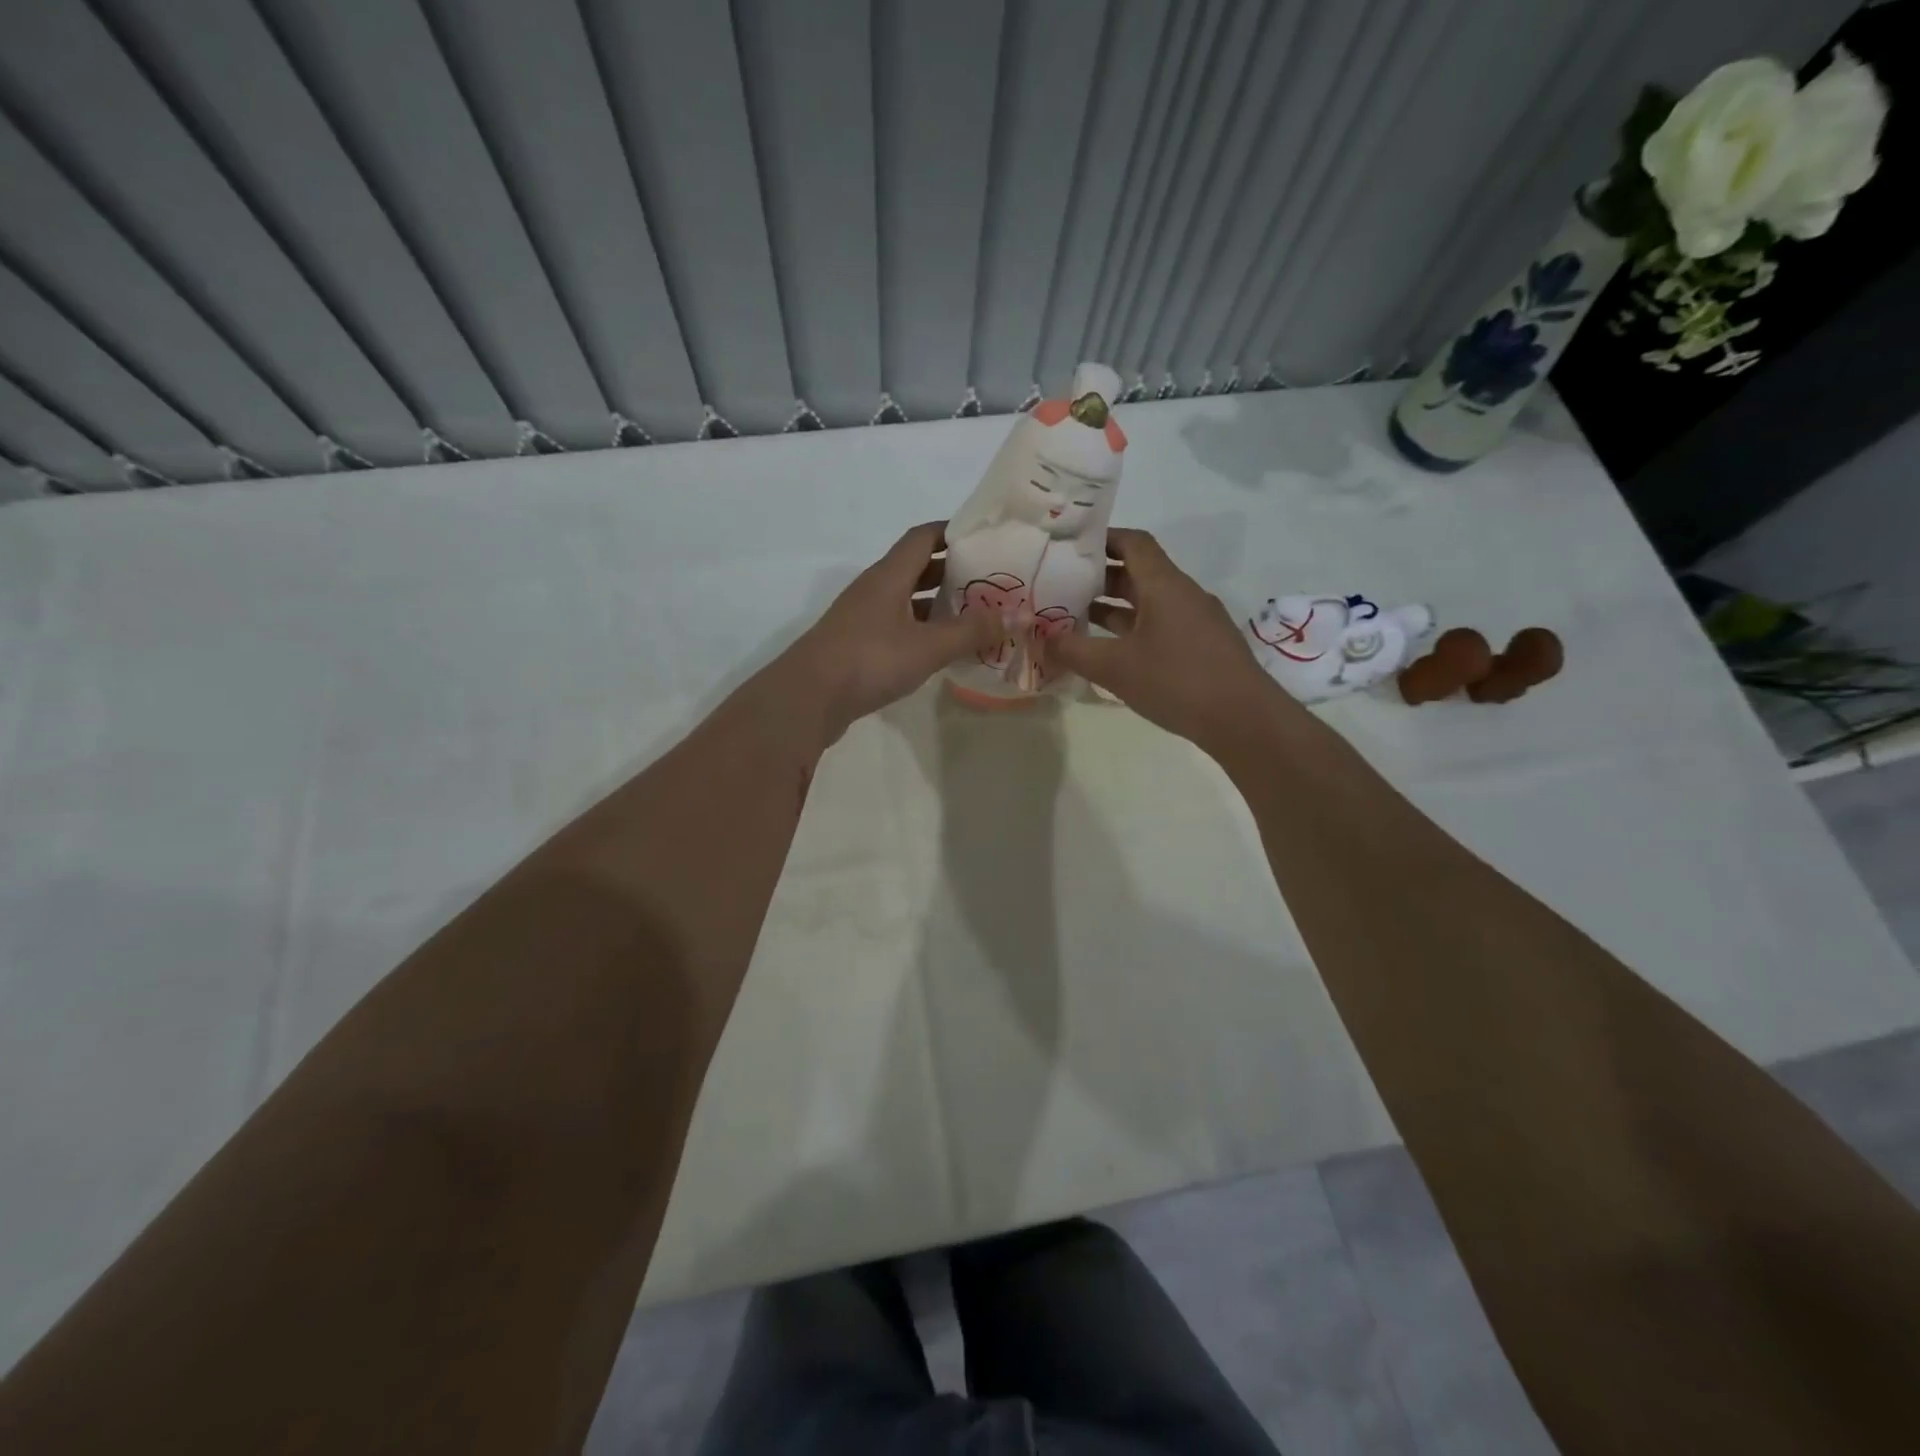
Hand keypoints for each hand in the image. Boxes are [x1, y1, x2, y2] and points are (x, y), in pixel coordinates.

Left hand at [786, 522, 1003, 739]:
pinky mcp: (859, 647)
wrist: (808, 698)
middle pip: (917, 568)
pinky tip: (944, 650)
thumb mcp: (928, 646)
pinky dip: (924, 632)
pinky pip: (899, 628)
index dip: (953, 532)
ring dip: (939, 606)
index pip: (923, 537)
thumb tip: (1018, 615)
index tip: (986, 538)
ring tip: (977, 616)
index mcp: (889, 576)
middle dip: (953, 572)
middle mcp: (875, 590)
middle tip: (991, 581)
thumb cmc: (869, 660)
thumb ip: (972, 631)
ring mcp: (864, 619)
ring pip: (908, 601)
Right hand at [1040, 528, 1293, 752]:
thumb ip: (1073, 650)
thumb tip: (1041, 638)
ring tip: (1078, 619)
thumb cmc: (1177, 681)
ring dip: (1115, 608)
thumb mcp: (1115, 667)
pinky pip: (1161, 626)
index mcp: (1164, 585)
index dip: (1102, 540)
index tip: (1069, 548)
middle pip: (1139, 572)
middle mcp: (1183, 594)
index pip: (1133, 543)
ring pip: (1149, 602)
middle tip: (1063, 587)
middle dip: (1100, 578)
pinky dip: (1133, 630)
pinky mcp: (1203, 647)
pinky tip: (1113, 653)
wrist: (1244, 720)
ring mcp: (1196, 621)